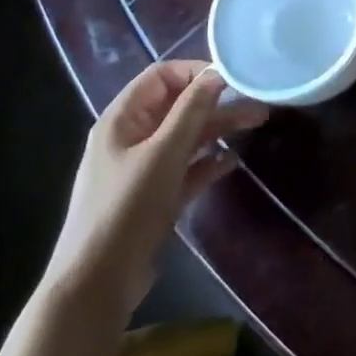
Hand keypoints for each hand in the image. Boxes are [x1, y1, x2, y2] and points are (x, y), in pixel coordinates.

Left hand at [44, 61, 267, 316]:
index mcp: (122, 119)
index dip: (196, 72)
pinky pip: (186, 168)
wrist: (97, 282)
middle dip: (216, 102)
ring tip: (258, 123)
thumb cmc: (127, 208)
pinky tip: (232, 161)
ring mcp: (143, 168)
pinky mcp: (155, 196)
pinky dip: (209, 161)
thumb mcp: (163, 154)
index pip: (161, 77)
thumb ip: (191, 111)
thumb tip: (217, 74)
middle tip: (258, 103)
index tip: (233, 80)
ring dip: (219, 128)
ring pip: (186, 136)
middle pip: (178, 106)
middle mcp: (131, 138)